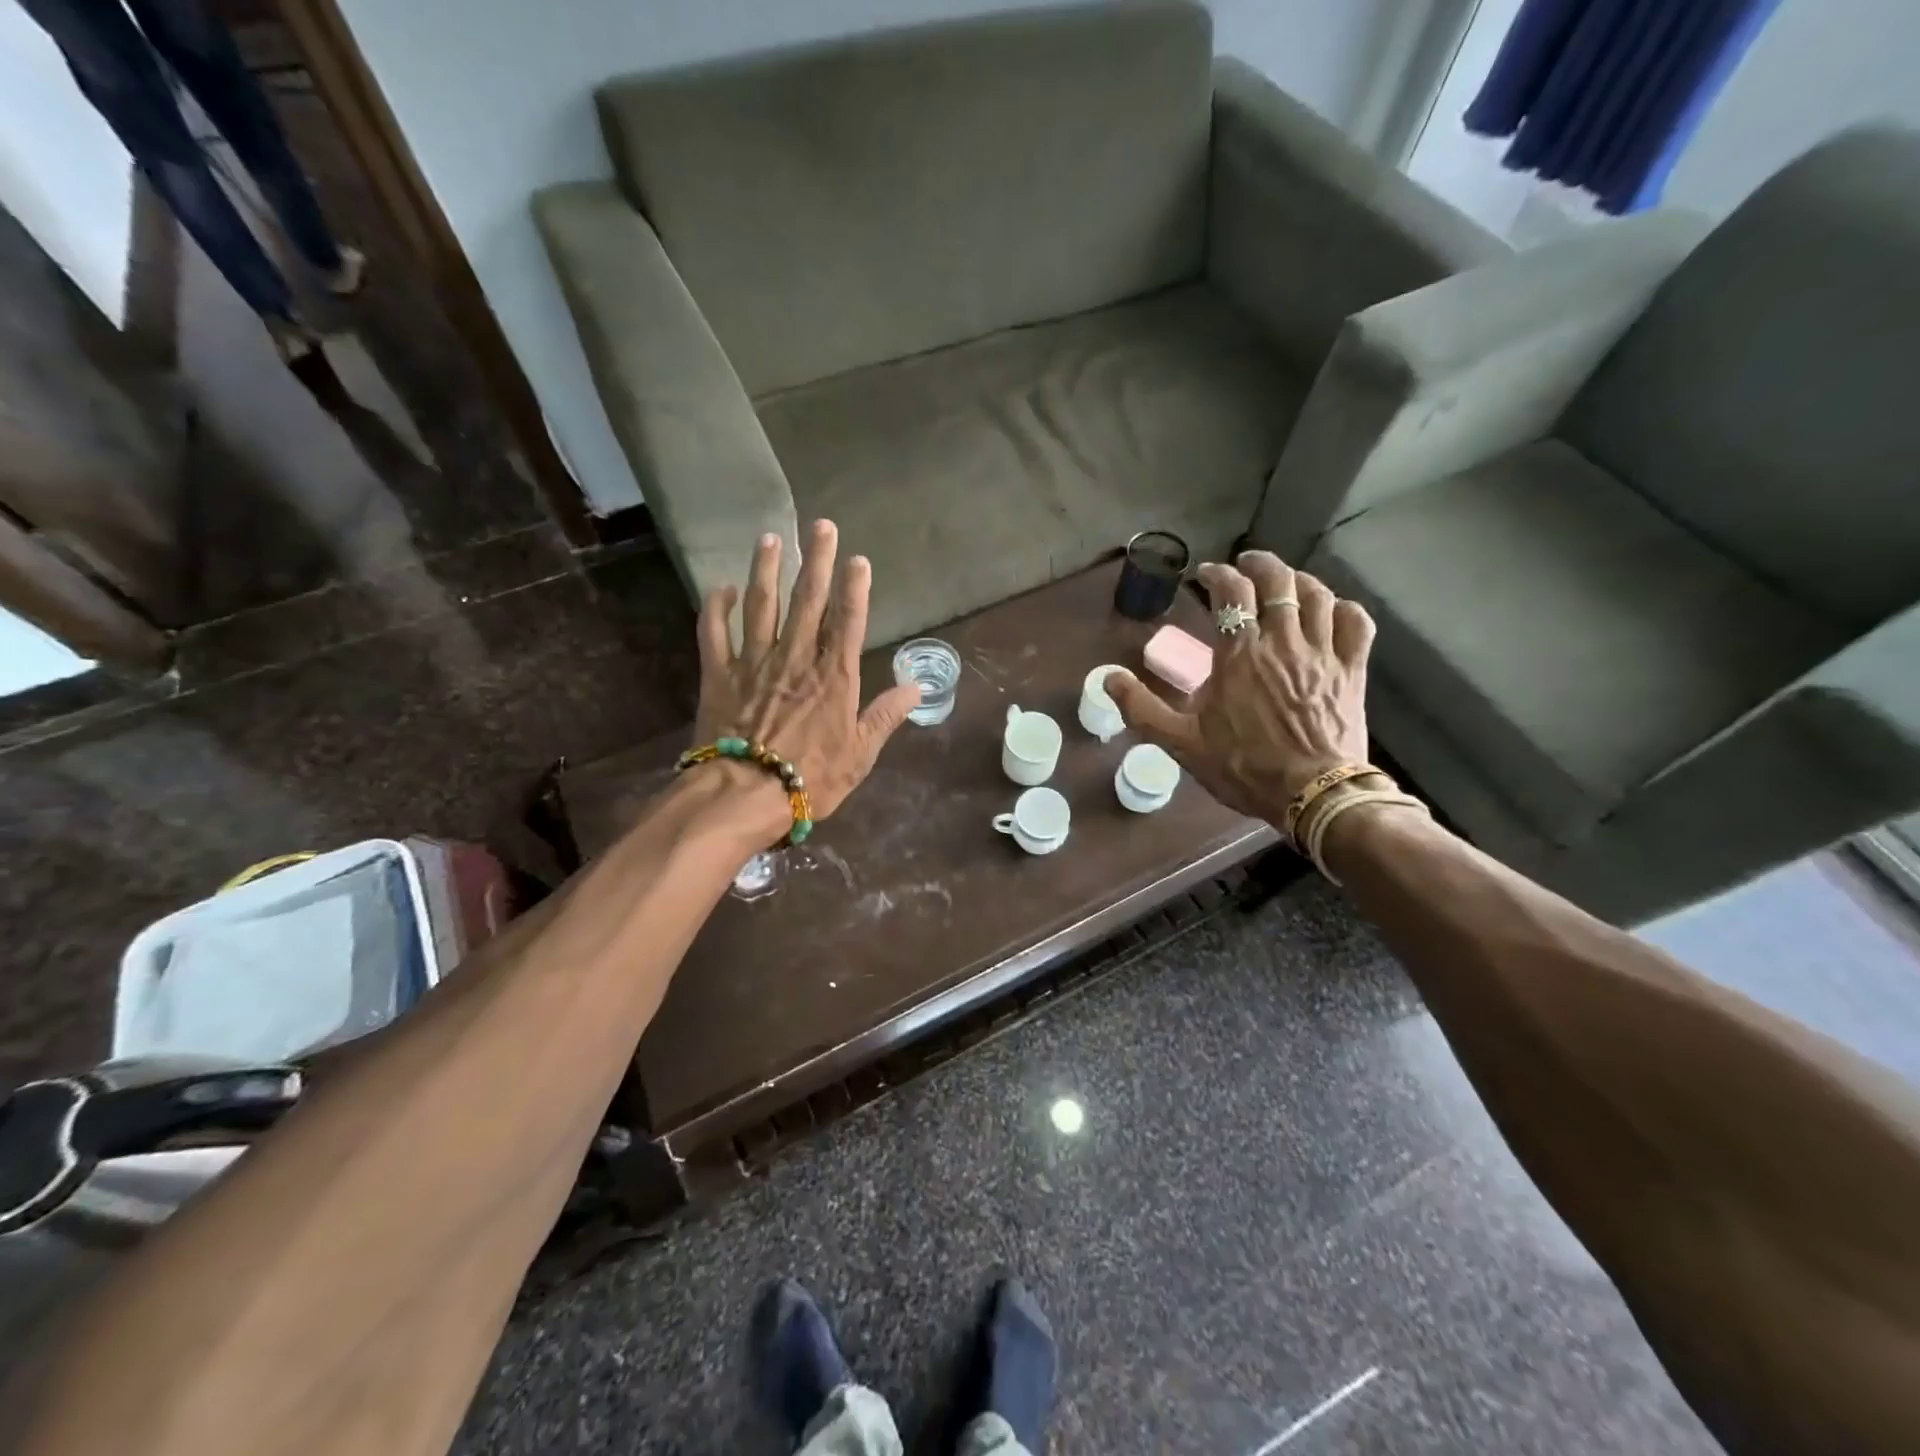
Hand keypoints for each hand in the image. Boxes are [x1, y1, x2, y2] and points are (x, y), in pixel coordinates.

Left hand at [692, 520, 922, 832]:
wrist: (745, 794)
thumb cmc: (810, 778)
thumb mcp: (860, 754)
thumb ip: (885, 716)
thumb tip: (916, 688)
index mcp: (833, 677)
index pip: (848, 621)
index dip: (855, 587)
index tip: (858, 558)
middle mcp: (796, 658)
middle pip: (808, 601)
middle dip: (816, 560)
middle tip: (821, 525)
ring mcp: (754, 662)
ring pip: (761, 605)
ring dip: (766, 570)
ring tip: (770, 538)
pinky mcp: (719, 675)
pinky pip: (715, 633)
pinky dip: (716, 608)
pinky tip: (721, 588)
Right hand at [1105, 552, 1374, 825]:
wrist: (1312, 793)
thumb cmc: (1243, 767)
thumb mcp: (1181, 742)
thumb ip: (1141, 708)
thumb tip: (1107, 678)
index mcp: (1239, 654)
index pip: (1230, 592)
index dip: (1216, 574)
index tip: (1205, 575)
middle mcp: (1282, 641)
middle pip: (1276, 581)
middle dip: (1258, 564)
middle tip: (1245, 565)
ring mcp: (1323, 652)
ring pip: (1317, 594)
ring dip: (1298, 580)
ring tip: (1285, 582)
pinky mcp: (1352, 669)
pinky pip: (1356, 622)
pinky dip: (1343, 608)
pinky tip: (1333, 610)